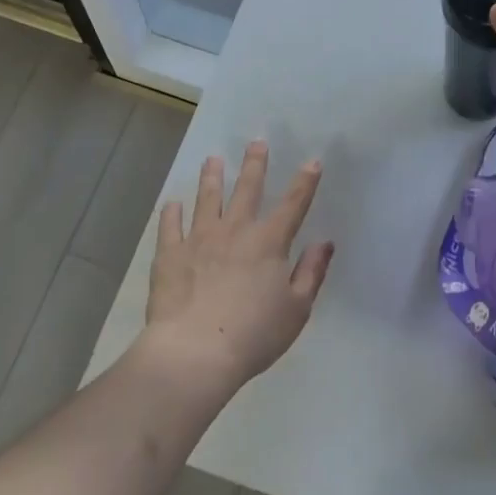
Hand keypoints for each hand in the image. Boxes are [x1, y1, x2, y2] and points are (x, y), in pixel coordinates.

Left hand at [142, 141, 332, 397]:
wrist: (195, 352)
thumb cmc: (254, 335)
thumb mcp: (297, 309)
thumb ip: (312, 272)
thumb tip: (324, 242)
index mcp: (269, 242)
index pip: (293, 204)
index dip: (305, 182)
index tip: (312, 161)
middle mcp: (235, 230)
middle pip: (247, 189)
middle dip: (254, 164)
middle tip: (256, 142)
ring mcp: (199, 239)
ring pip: (207, 199)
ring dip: (211, 178)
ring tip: (212, 160)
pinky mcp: (170, 254)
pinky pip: (170, 226)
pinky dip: (171, 213)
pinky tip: (172, 204)